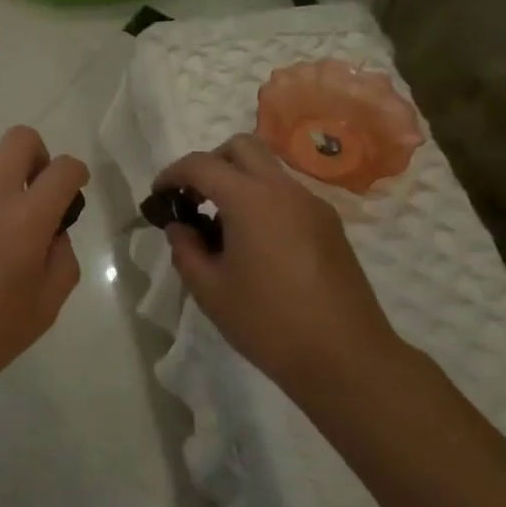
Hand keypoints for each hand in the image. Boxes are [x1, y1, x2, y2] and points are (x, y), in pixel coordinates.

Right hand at [154, 134, 403, 390]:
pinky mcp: (330, 226)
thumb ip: (186, 250)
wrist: (346, 359)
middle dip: (210, 162)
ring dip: (239, 182)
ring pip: (268, 170)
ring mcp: (313, 206)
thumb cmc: (269, 323)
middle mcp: (284, 190)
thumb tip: (180, 227)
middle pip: (242, 147)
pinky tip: (255, 246)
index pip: (202, 165)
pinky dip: (262, 202)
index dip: (173, 174)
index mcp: (251, 200)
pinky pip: (287, 196)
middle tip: (194, 198)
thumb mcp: (211, 291)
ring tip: (222, 228)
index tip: (159, 195)